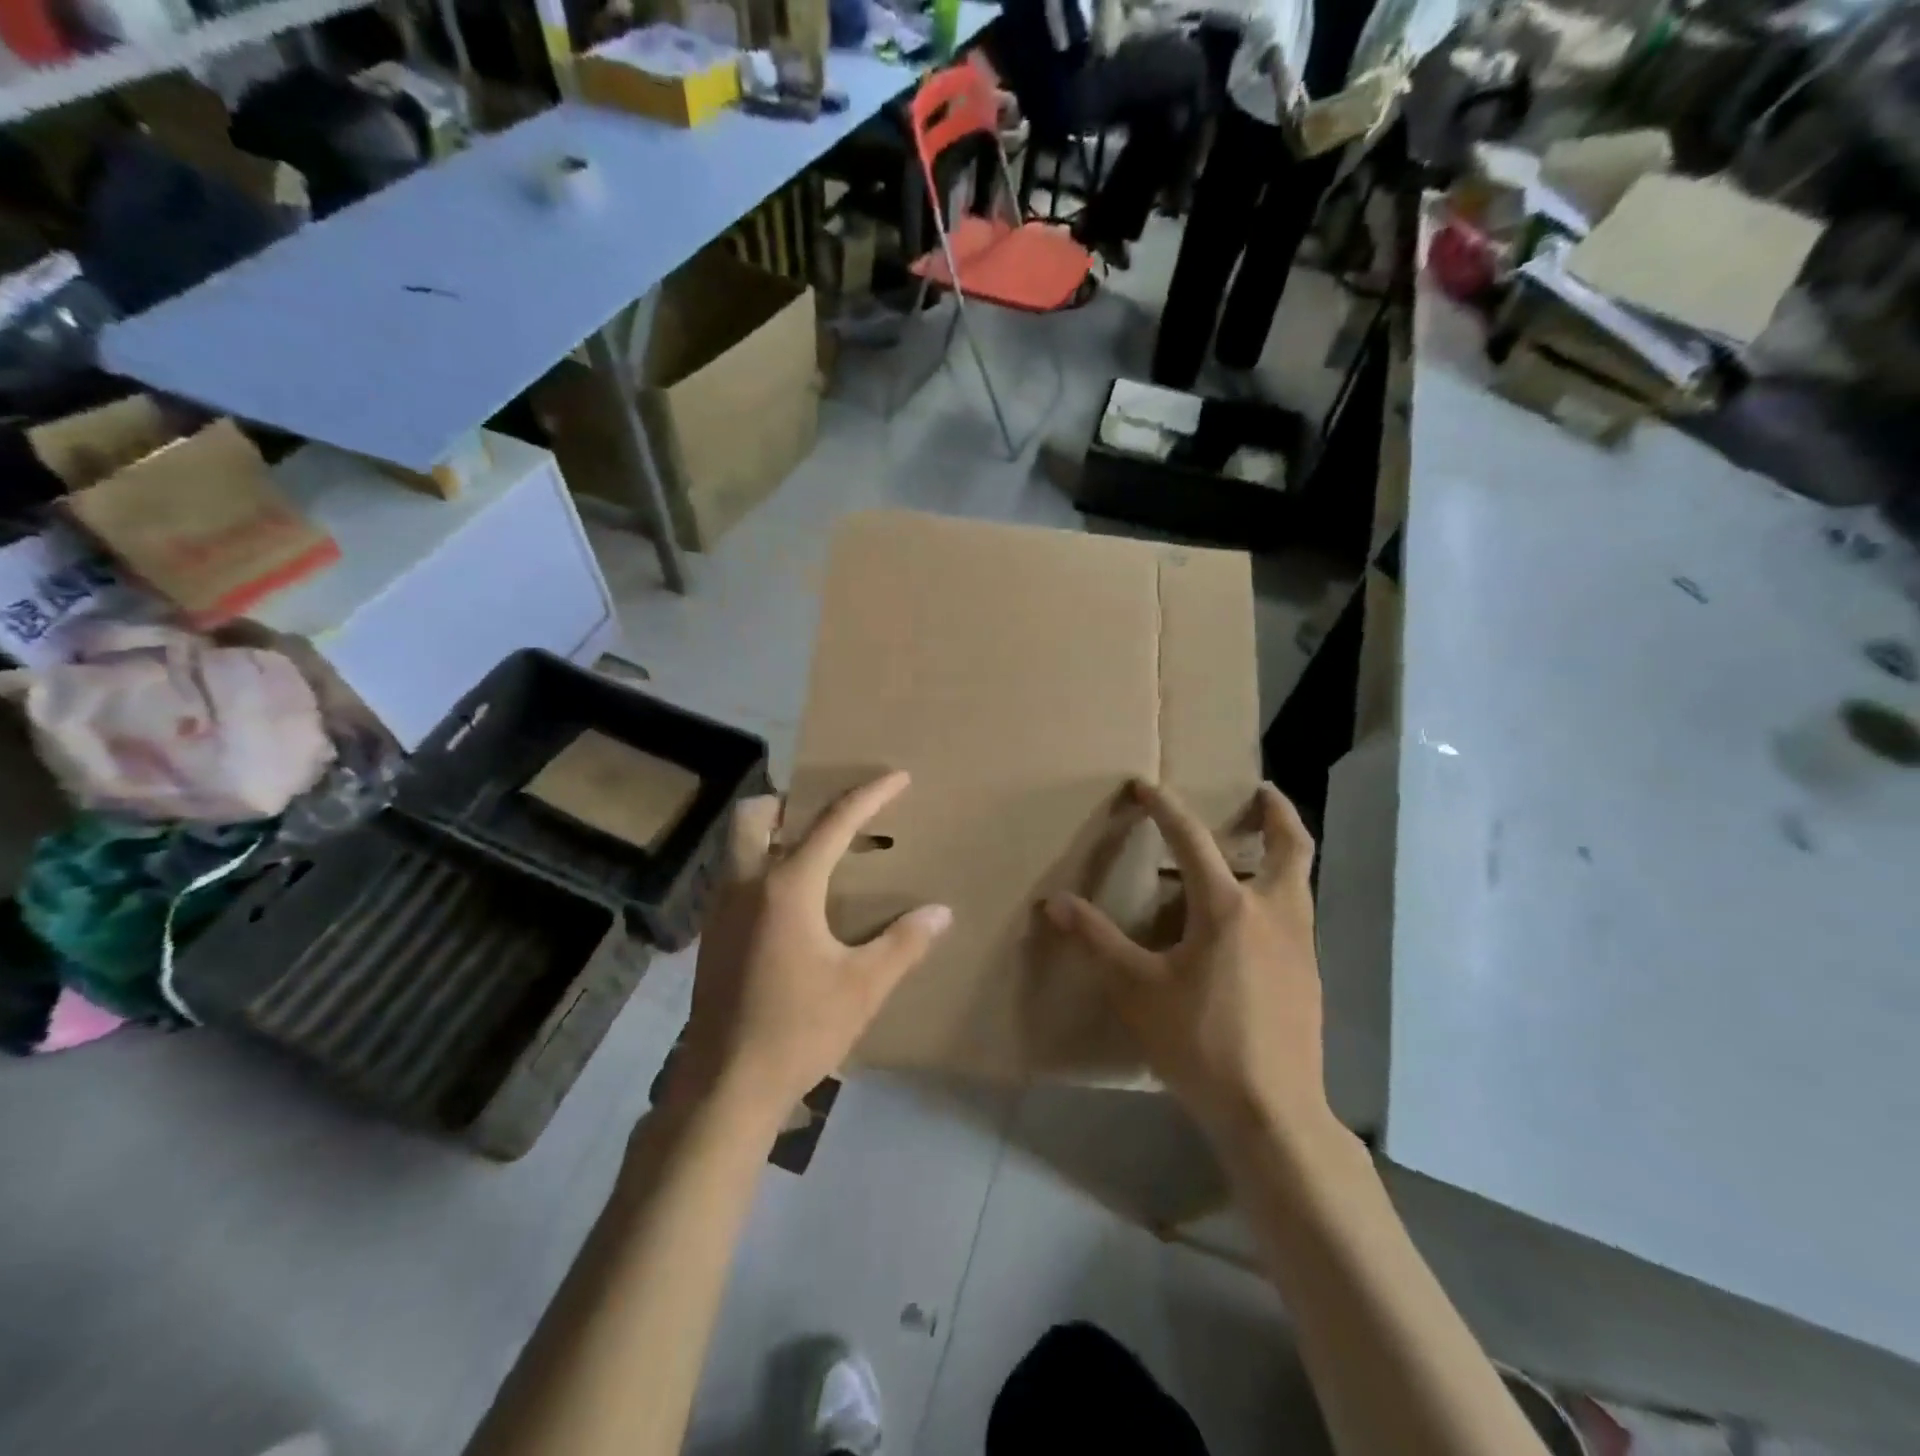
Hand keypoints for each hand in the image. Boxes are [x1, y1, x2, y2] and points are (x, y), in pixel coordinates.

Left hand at [671, 771, 951, 1123]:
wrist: (726, 1085)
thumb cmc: (799, 1028)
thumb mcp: (863, 987)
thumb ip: (904, 943)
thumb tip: (940, 911)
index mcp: (787, 887)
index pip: (833, 823)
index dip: (869, 795)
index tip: (897, 777)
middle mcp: (747, 884)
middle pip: (756, 815)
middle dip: (790, 801)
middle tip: (827, 816)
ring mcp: (721, 909)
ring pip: (738, 845)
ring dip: (773, 833)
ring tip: (813, 854)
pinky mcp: (711, 935)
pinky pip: (735, 876)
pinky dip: (761, 866)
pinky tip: (790, 903)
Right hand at [1045, 780, 1329, 1146]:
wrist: (1273, 1111)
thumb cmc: (1199, 1042)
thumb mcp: (1137, 990)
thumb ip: (1097, 940)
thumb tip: (1055, 902)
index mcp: (1226, 907)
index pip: (1192, 839)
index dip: (1165, 807)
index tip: (1145, 786)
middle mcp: (1272, 912)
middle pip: (1290, 845)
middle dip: (1276, 811)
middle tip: (1261, 790)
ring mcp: (1299, 943)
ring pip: (1301, 879)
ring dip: (1282, 851)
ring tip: (1258, 845)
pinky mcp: (1310, 973)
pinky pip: (1298, 912)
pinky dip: (1281, 891)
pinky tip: (1254, 918)